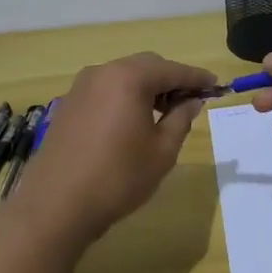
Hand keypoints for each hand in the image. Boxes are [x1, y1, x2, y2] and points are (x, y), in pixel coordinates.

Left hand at [13, 53, 215, 246]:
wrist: (55, 206)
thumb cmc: (118, 178)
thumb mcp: (162, 151)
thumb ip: (181, 118)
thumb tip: (192, 101)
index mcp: (129, 78)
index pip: (173, 70)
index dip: (197, 78)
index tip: (216, 86)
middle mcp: (103, 72)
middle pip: (147, 65)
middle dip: (171, 79)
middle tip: (190, 102)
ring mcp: (81, 87)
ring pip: (124, 76)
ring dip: (147, 88)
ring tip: (163, 114)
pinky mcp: (68, 105)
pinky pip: (105, 90)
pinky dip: (125, 97)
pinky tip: (132, 122)